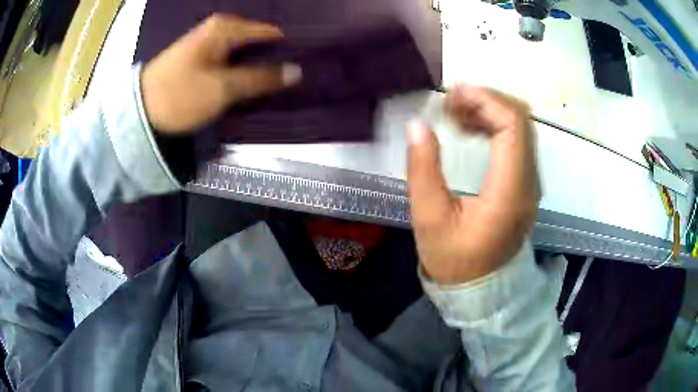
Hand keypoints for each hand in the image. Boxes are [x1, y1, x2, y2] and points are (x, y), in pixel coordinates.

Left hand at [141, 14, 301, 133]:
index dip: (289, 49)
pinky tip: (251, 86)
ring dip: (259, 68)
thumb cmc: (179, 95)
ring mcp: (210, 43)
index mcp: (227, 28)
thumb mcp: (222, 88)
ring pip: (246, 53)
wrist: (140, 112)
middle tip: (292, 82)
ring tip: (276, 87)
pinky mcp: (202, 58)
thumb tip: (296, 72)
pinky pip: (232, 61)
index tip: (304, 68)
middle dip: (275, 60)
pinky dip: (243, 72)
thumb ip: (261, 78)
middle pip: (259, 42)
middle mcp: (220, 29)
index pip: (272, 33)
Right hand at [407, 85, 538, 284]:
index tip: (450, 95)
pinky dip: (493, 125)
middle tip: (447, 104)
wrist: (482, 290)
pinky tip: (469, 131)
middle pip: (520, 118)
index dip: (484, 99)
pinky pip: (516, 140)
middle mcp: (529, 180)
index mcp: (510, 190)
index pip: (513, 124)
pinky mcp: (525, 182)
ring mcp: (531, 181)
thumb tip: (417, 125)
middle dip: (484, 100)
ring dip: (487, 110)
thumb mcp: (430, 220)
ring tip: (453, 115)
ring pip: (519, 125)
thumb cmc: (455, 261)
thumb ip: (423, 170)